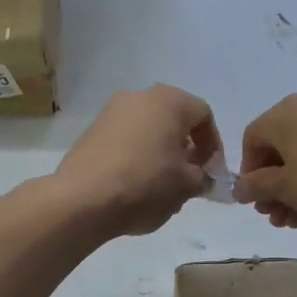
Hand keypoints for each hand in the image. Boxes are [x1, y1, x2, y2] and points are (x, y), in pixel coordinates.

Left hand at [55, 85, 221, 236]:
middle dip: (186, 150)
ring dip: (161, 155)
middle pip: (174, 120)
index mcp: (169, 101)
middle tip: (189, 179)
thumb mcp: (187, 186)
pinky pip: (125, 141)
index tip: (212, 172)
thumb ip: (203, 178)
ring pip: (148, 131)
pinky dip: (137, 158)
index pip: (204, 115)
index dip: (214, 145)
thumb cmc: (145, 185)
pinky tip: (136, 187)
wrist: (83, 200)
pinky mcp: (91, 132)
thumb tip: (200, 177)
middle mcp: (139, 97)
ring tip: (163, 188)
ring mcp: (110, 112)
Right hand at [234, 85, 296, 241]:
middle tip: (274, 214)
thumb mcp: (287, 191)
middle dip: (274, 182)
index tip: (253, 200)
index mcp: (291, 109)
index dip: (248, 171)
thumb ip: (258, 186)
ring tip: (294, 220)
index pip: (255, 137)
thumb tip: (241, 188)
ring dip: (295, 184)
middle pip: (283, 143)